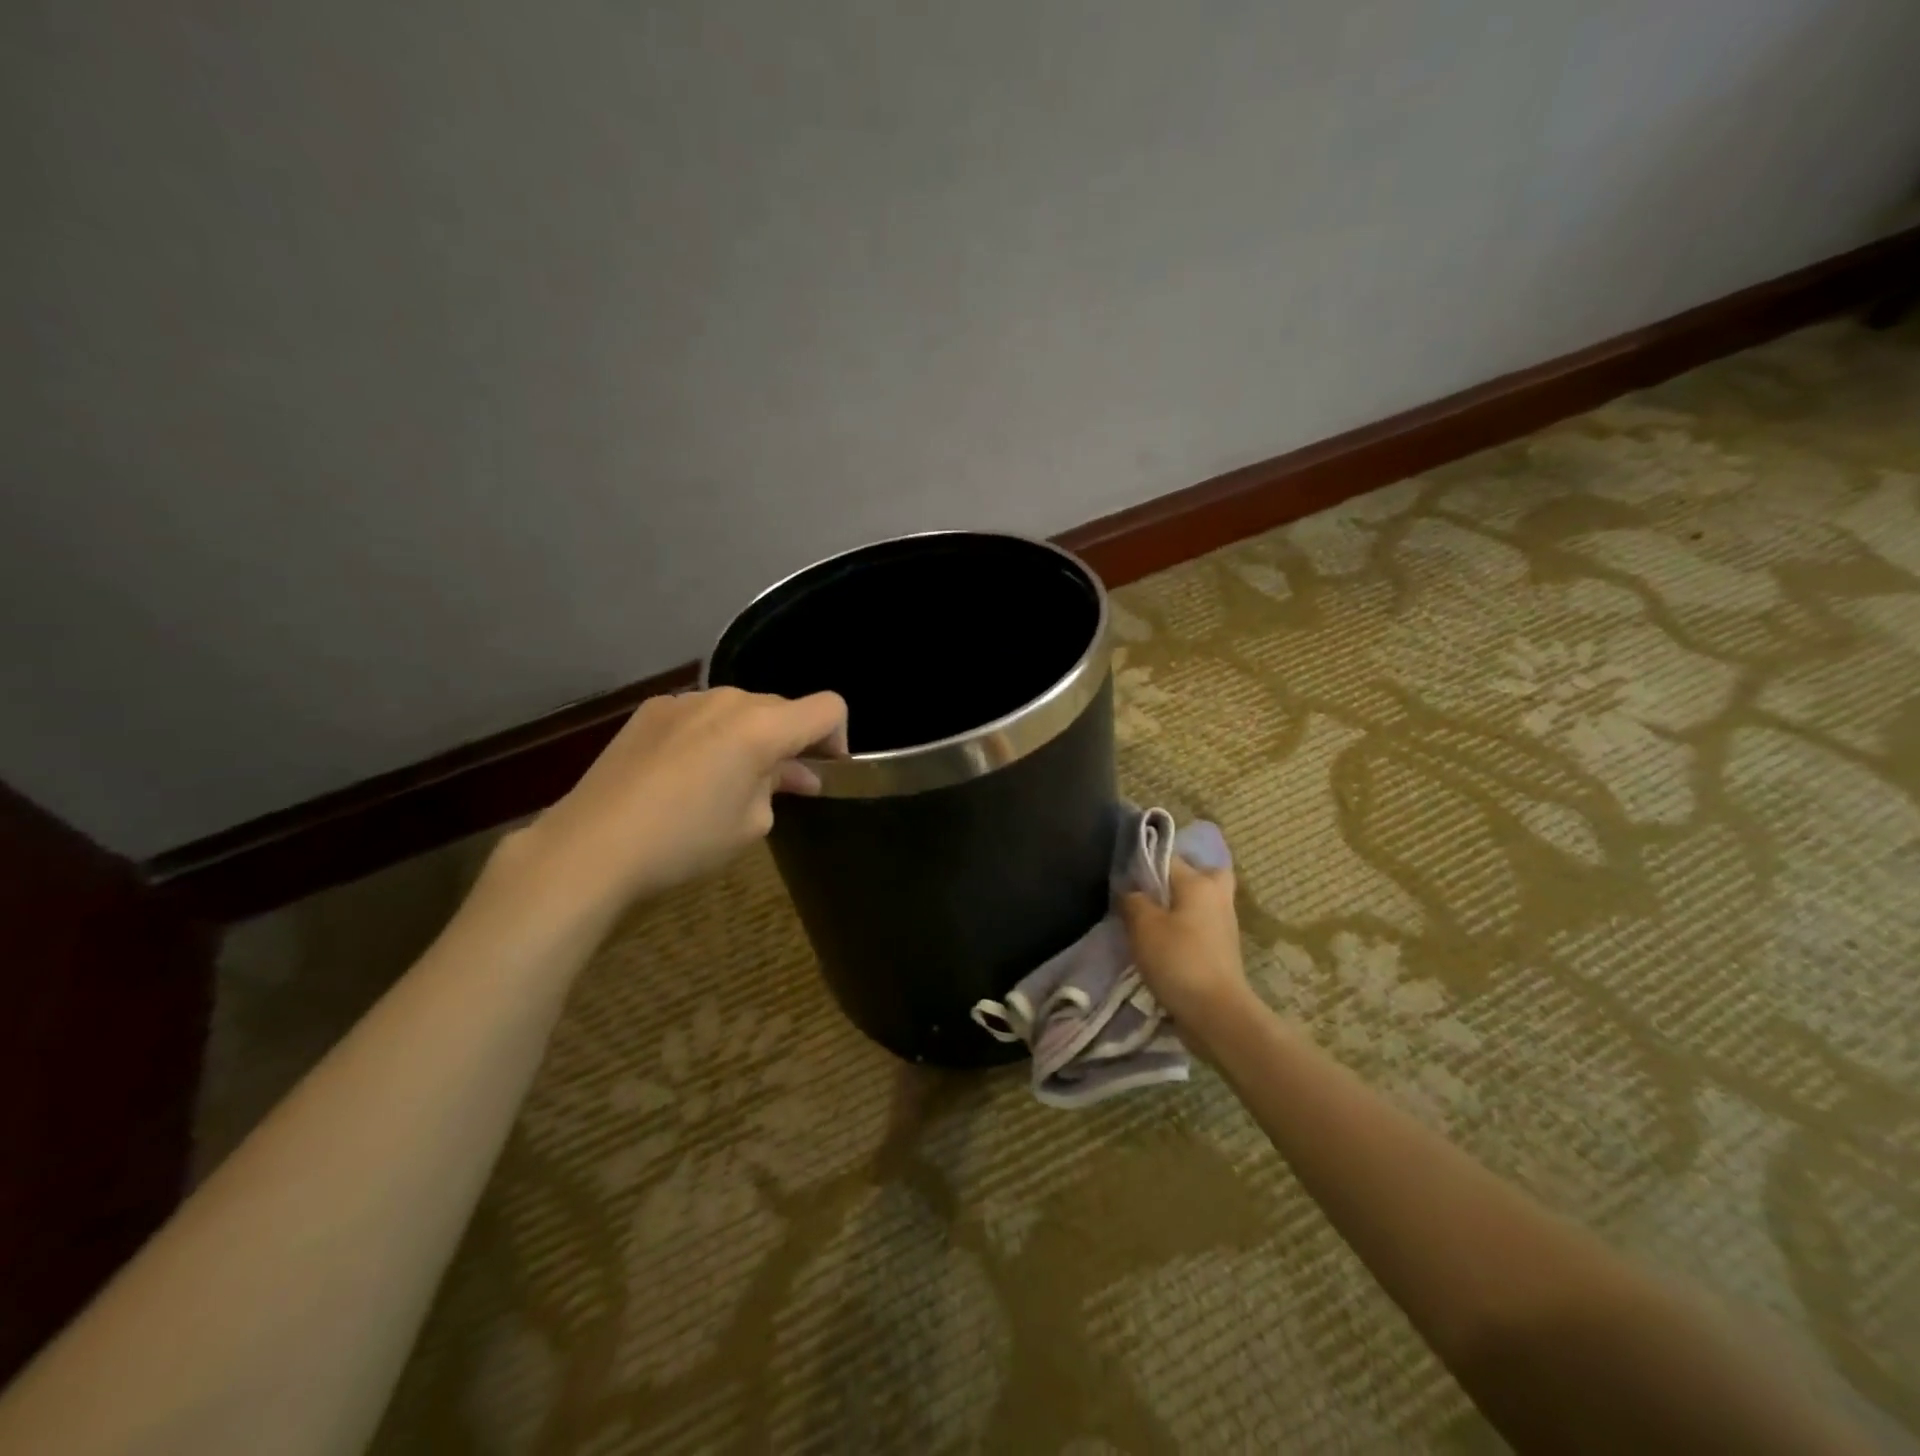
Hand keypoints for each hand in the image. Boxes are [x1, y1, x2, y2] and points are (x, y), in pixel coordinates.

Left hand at [507, 687, 847, 917]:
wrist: (591, 846)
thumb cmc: (685, 841)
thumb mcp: (751, 824)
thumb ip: (779, 786)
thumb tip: (791, 773)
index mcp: (762, 726)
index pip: (828, 708)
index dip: (838, 739)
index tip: (822, 773)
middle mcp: (727, 700)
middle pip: (782, 707)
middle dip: (791, 741)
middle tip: (780, 786)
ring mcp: (684, 700)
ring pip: (740, 709)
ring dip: (750, 737)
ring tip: (729, 780)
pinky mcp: (650, 711)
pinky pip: (701, 714)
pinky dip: (712, 735)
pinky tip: (687, 773)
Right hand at [1120, 855, 1248, 1031]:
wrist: (1216, 1013)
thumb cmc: (1178, 960)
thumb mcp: (1143, 926)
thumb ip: (1133, 900)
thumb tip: (1131, 891)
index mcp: (1199, 882)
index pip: (1168, 856)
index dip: (1143, 863)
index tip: (1124, 878)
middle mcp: (1217, 894)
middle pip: (1198, 873)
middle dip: (1176, 878)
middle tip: (1150, 891)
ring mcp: (1225, 922)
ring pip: (1200, 900)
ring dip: (1180, 905)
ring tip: (1150, 918)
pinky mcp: (1223, 947)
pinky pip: (1201, 924)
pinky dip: (1186, 927)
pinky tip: (1164, 940)